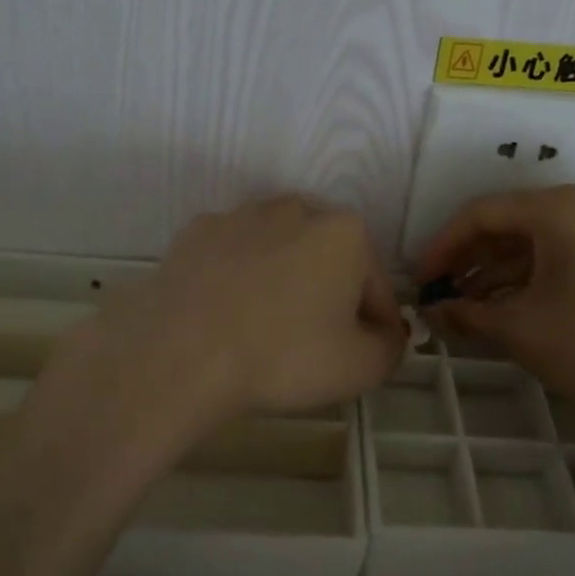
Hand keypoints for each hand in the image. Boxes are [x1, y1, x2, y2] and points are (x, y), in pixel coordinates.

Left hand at [55, 196, 406, 432]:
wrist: (182, 353)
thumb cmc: (284, 356)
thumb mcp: (361, 367)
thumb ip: (392, 346)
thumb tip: (387, 333)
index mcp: (345, 232)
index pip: (378, 287)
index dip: (376, 328)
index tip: (360, 358)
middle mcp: (296, 208)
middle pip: (329, 261)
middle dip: (329, 297)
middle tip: (312, 346)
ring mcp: (241, 215)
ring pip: (280, 254)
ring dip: (284, 283)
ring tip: (265, 330)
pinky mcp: (197, 231)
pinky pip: (234, 257)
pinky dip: (239, 278)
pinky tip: (227, 313)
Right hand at [419, 187, 574, 458]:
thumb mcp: (521, 331)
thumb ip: (467, 313)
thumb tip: (431, 312)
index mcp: (563, 209)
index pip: (483, 214)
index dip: (443, 246)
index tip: (420, 279)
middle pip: (514, 223)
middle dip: (472, 259)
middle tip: (441, 293)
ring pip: (542, 239)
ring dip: (501, 270)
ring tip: (467, 305)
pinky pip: (569, 253)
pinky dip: (535, 275)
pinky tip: (508, 304)